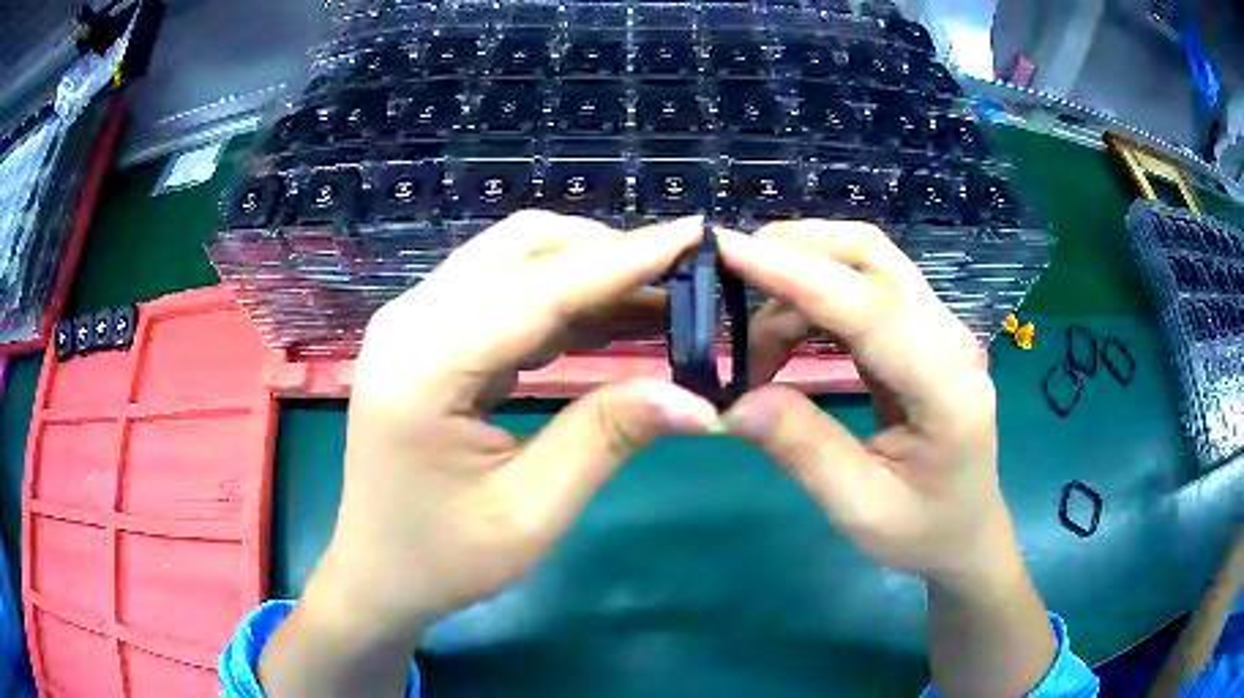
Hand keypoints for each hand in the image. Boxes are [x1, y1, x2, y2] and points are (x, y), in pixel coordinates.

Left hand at [319, 212, 719, 635]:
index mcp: (423, 367)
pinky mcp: (425, 333)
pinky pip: (502, 289)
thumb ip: (606, 437)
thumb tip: (697, 399)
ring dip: (588, 269)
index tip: (695, 235)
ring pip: (513, 258)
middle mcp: (410, 321)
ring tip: (661, 297)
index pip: (539, 290)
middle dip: (608, 254)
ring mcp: (412, 321)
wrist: (377, 570)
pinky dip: (560, 294)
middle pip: (522, 249)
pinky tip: (608, 316)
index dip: (625, 260)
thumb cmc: (444, 558)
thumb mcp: (531, 512)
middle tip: (684, 280)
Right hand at [717, 221, 1006, 583]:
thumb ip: (803, 450)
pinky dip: (812, 296)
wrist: (966, 529)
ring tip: (754, 345)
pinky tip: (784, 336)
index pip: (870, 307)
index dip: (797, 274)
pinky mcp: (919, 331)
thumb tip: (734, 401)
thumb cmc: (922, 530)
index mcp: (947, 389)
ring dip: (799, 277)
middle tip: (728, 280)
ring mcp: (937, 327)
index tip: (727, 252)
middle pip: (871, 254)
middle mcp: (949, 338)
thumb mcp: (859, 509)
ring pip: (864, 261)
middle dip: (794, 249)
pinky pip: (861, 288)